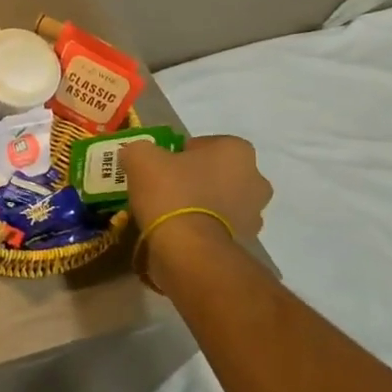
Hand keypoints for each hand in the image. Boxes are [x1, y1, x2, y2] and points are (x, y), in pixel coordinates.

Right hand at [123, 134, 272, 285]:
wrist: (188, 248)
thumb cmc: (171, 191)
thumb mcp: (141, 157)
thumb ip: (140, 149)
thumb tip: (136, 155)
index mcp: (237, 151)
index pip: (206, 144)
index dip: (181, 153)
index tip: (162, 165)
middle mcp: (255, 179)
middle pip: (218, 173)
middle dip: (196, 178)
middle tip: (165, 187)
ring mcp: (254, 214)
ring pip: (221, 200)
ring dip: (202, 204)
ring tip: (169, 212)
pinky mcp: (245, 242)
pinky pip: (219, 226)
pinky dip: (202, 227)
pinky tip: (178, 231)